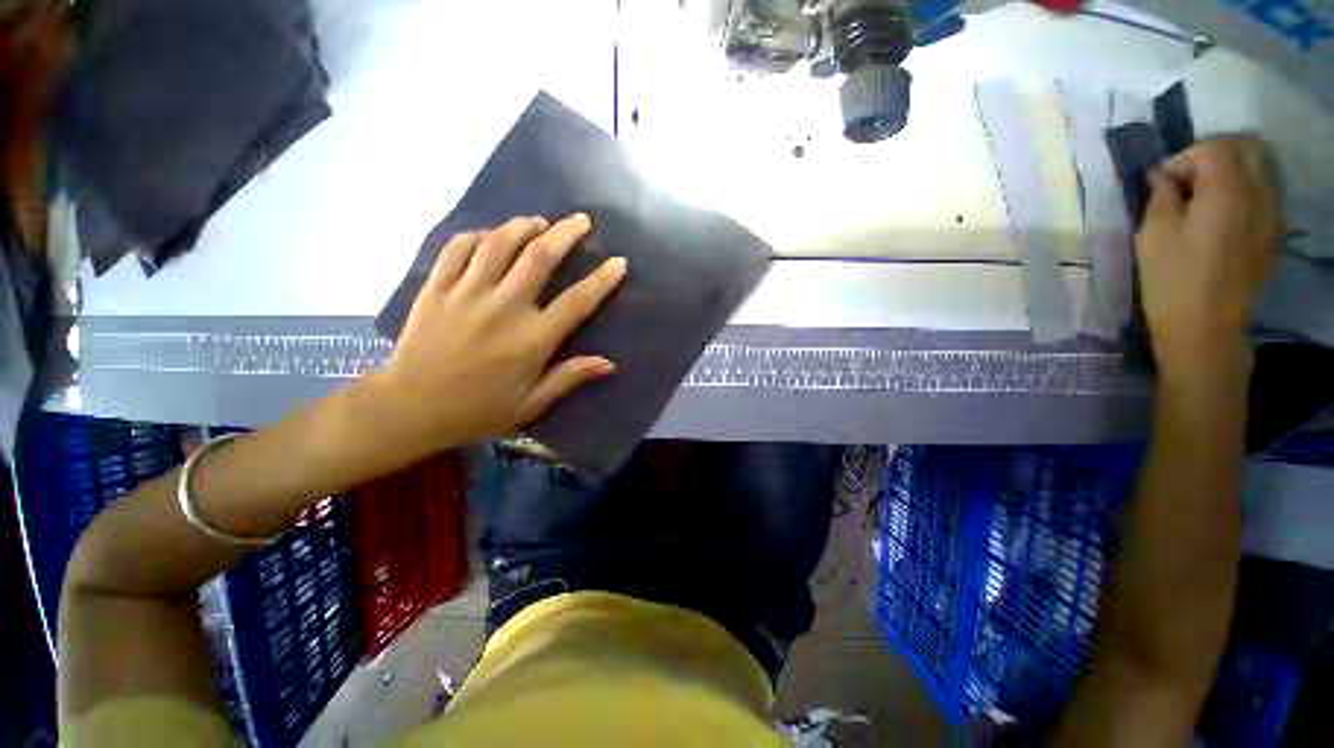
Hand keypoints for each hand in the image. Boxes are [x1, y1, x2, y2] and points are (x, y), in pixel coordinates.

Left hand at [363, 214, 625, 460]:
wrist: (410, 409)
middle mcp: (504, 308)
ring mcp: (467, 293)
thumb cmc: (479, 410)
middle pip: (539, 257)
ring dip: (522, 226)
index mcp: (532, 339)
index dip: (602, 279)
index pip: (577, 301)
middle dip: (565, 233)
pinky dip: (476, 236)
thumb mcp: (532, 403)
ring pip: (499, 244)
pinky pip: (457, 249)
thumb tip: (610, 363)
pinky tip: (489, 235)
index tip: (619, 261)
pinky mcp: (436, 288)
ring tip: (538, 221)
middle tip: (580, 220)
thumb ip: (570, 377)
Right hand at [1136, 137, 1283, 386]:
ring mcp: (1273, 214)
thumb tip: (1162, 178)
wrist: (1206, 327)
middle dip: (1214, 155)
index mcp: (1226, 190)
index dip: (1183, 158)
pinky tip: (1225, 219)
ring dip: (1232, 172)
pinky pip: (1266, 196)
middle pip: (1246, 147)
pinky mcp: (1275, 234)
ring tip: (1205, 200)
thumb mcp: (1152, 235)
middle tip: (1187, 181)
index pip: (1212, 147)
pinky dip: (1245, 194)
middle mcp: (1258, 193)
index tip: (1162, 184)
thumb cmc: (1172, 279)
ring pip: (1261, 169)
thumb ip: (1159, 197)